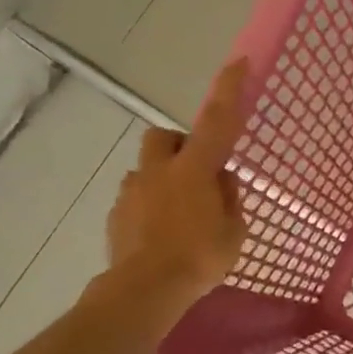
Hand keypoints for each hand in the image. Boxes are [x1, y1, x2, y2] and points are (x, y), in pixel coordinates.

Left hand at [104, 59, 249, 309]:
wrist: (144, 290)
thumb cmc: (199, 259)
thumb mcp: (234, 232)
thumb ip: (229, 200)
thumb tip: (222, 181)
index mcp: (194, 170)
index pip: (216, 122)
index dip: (228, 91)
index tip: (237, 63)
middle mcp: (159, 171)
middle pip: (162, 137)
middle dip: (178, 145)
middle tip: (195, 171)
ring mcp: (132, 192)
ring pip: (146, 170)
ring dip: (161, 180)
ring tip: (177, 213)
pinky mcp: (115, 215)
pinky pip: (134, 199)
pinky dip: (147, 207)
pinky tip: (158, 234)